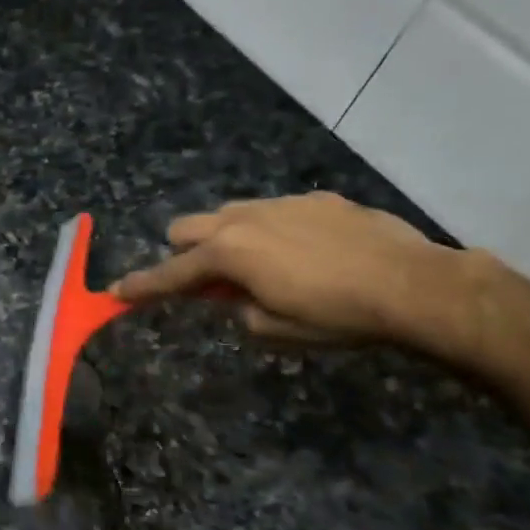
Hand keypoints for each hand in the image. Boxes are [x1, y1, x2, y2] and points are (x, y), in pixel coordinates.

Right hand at [112, 192, 459, 343]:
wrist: (413, 285)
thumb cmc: (336, 316)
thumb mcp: (273, 330)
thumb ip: (236, 309)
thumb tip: (232, 296)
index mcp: (228, 254)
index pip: (171, 274)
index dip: (142, 287)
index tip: (116, 292)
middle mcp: (244, 220)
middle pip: (186, 228)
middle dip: (183, 254)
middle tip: (209, 284)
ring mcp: (281, 204)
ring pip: (228, 214)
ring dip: (224, 239)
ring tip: (259, 267)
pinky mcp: (316, 199)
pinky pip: (273, 211)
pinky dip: (270, 232)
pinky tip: (306, 254)